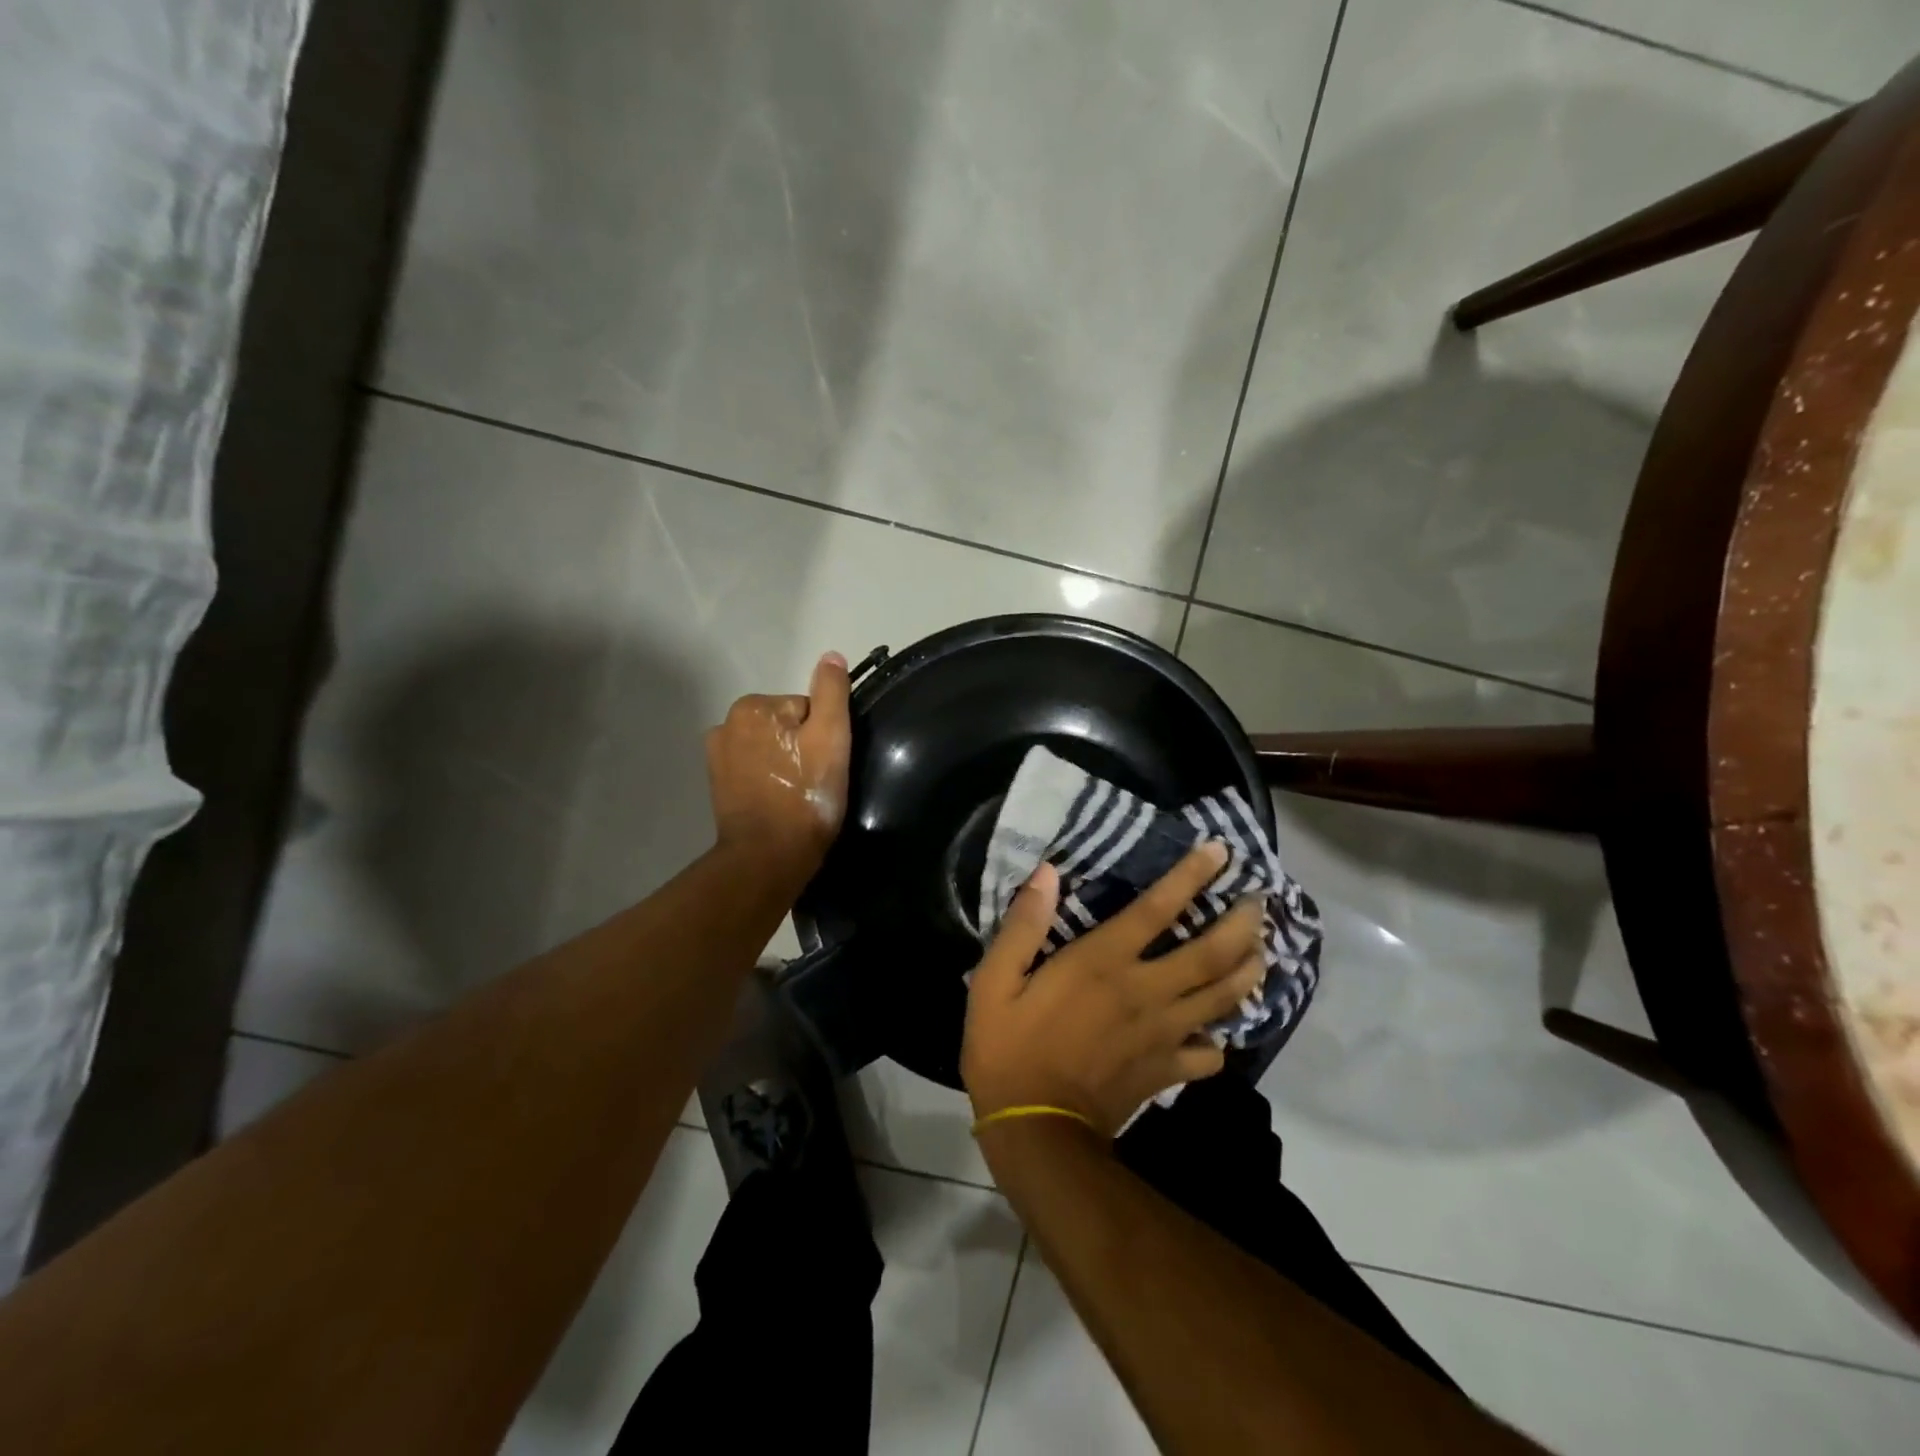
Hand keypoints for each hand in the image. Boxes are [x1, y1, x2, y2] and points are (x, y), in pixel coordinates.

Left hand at [706, 651, 851, 875]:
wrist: (769, 856)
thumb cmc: (805, 795)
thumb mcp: (831, 737)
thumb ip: (831, 692)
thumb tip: (831, 656)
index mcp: (754, 706)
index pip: (806, 708)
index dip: (823, 735)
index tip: (825, 764)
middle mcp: (727, 723)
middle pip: (786, 725)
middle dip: (802, 747)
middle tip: (814, 781)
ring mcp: (718, 756)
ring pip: (770, 747)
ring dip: (785, 763)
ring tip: (797, 795)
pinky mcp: (717, 785)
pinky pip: (754, 769)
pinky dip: (767, 780)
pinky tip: (779, 802)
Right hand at [961, 843, 1266, 1139]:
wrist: (1035, 1131)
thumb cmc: (1008, 1048)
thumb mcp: (994, 982)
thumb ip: (1023, 926)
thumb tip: (1046, 874)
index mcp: (1103, 963)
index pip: (1157, 909)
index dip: (1190, 876)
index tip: (1219, 850)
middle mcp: (1145, 990)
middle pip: (1211, 952)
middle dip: (1242, 923)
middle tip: (1259, 901)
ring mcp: (1163, 1033)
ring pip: (1223, 996)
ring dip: (1248, 969)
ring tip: (1262, 949)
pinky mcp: (1167, 1070)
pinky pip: (1211, 1053)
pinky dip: (1221, 1038)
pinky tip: (1221, 1029)